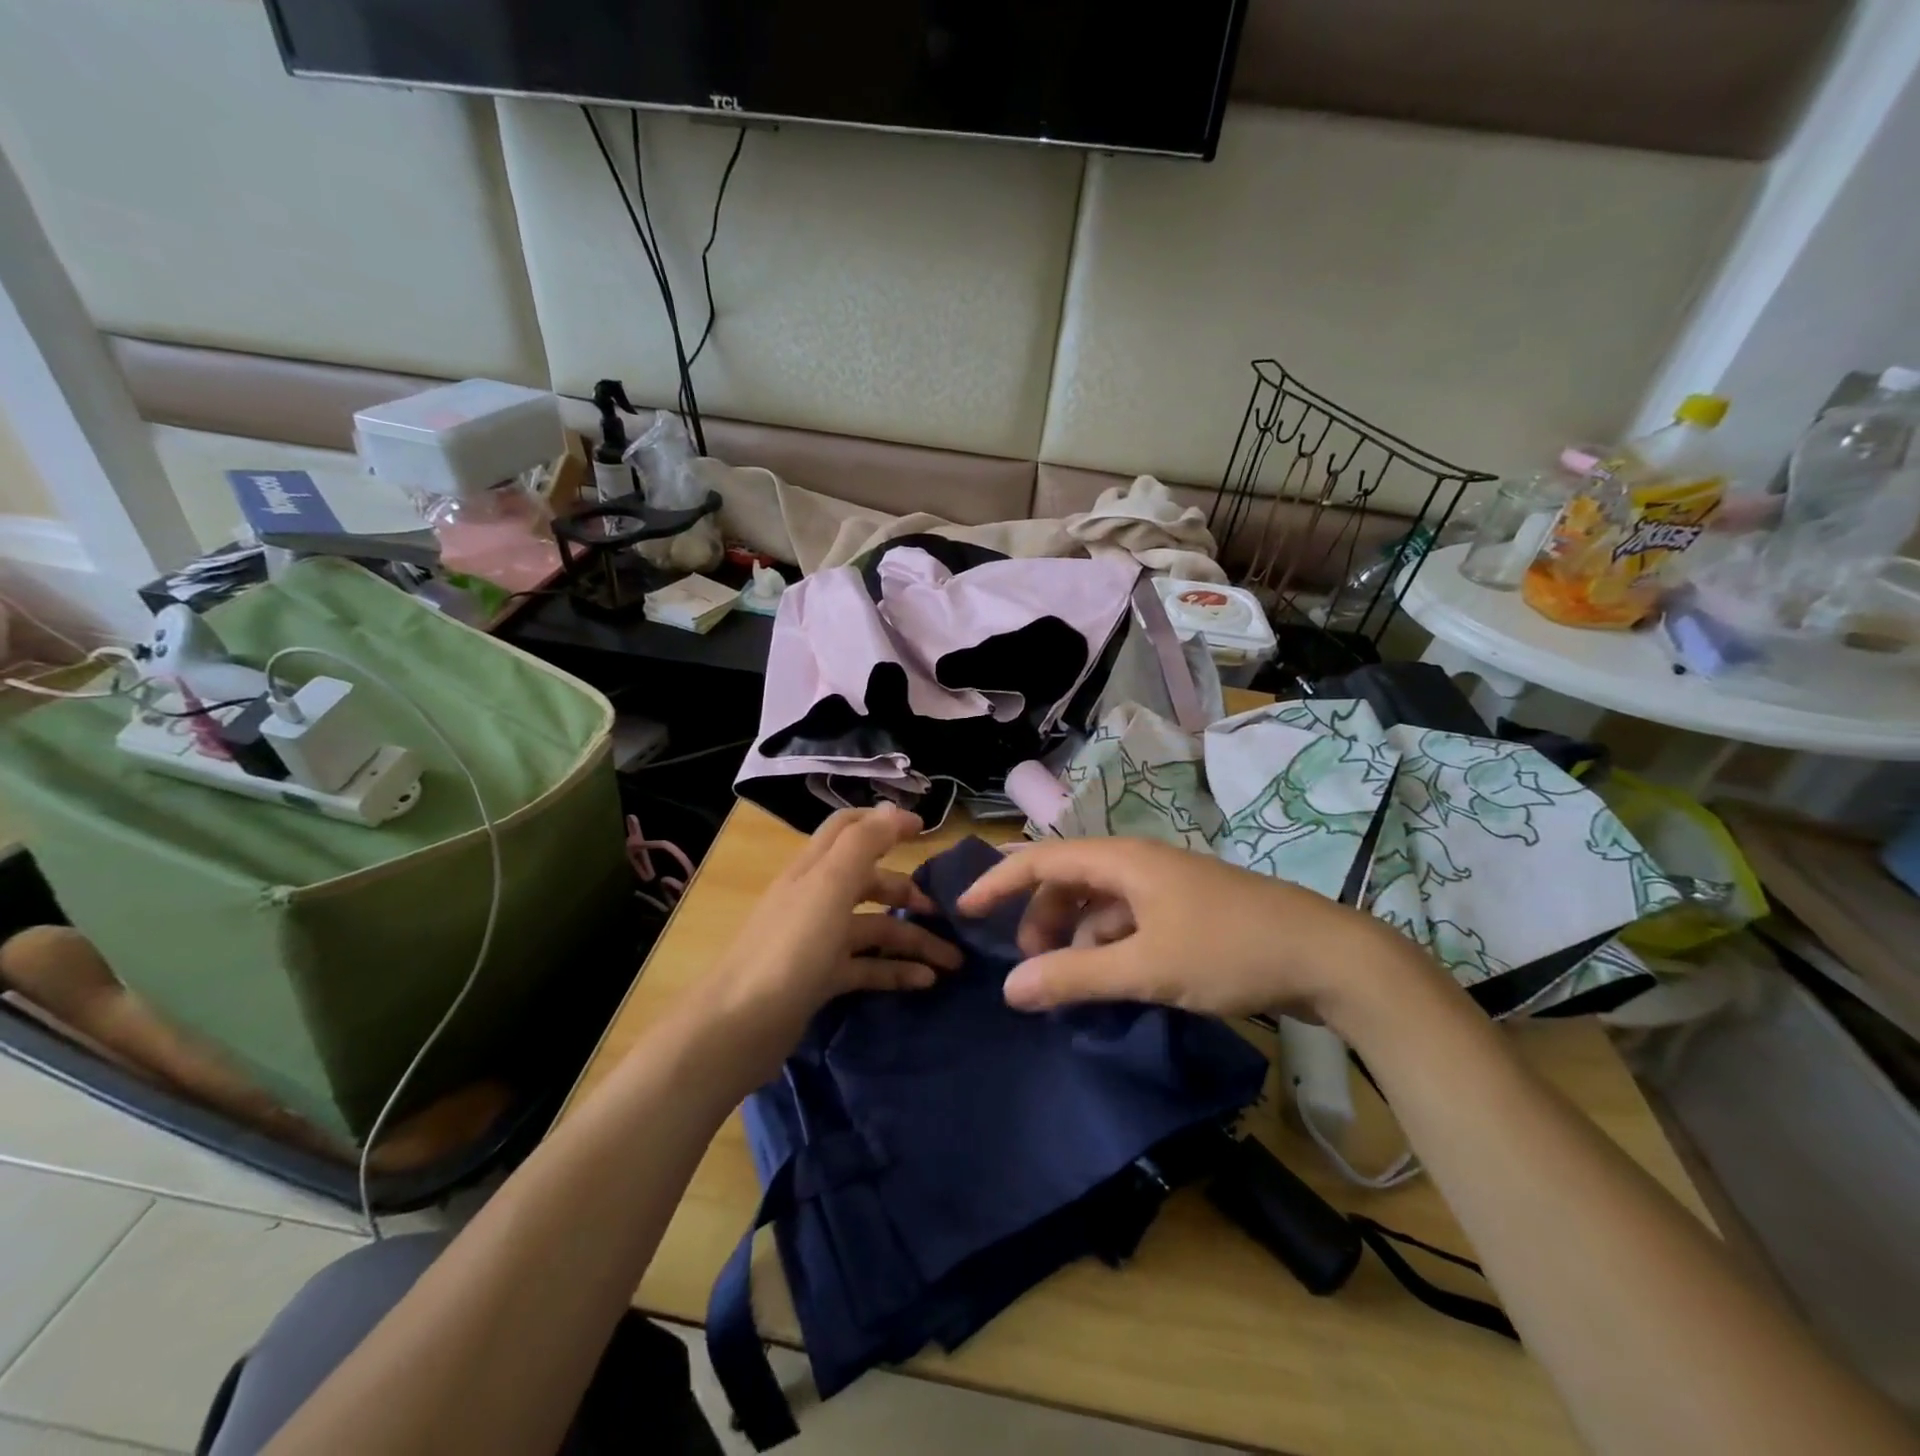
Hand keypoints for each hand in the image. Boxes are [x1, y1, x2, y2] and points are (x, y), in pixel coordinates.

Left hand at [699, 807, 961, 1056]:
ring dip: (912, 940)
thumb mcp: (830, 885)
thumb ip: (864, 843)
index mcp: (814, 869)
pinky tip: (925, 982)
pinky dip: (895, 971)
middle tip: (943, 911)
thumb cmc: (790, 947)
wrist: (738, 1026)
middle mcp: (815, 899)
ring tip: (951, 960)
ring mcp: (817, 941)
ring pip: (873, 929)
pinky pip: (866, 967)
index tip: (925, 830)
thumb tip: (896, 811)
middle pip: (868, 882)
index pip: (848, 829)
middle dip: (906, 891)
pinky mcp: (819, 979)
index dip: (885, 823)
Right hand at [957, 837, 1433, 1029]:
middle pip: (1069, 880)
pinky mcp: (1188, 913)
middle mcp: (1139, 863)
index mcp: (1123, 859)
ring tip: (1072, 982)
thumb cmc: (1229, 950)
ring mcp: (1167, 887)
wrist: (1329, 957)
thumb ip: (1073, 978)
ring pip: (1100, 904)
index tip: (965, 910)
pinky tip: (1115, 980)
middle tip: (1029, 966)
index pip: (1041, 859)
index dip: (999, 881)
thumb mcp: (1145, 968)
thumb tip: (1010, 989)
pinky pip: (1129, 922)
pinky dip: (1110, 947)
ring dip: (1076, 937)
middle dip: (1040, 918)